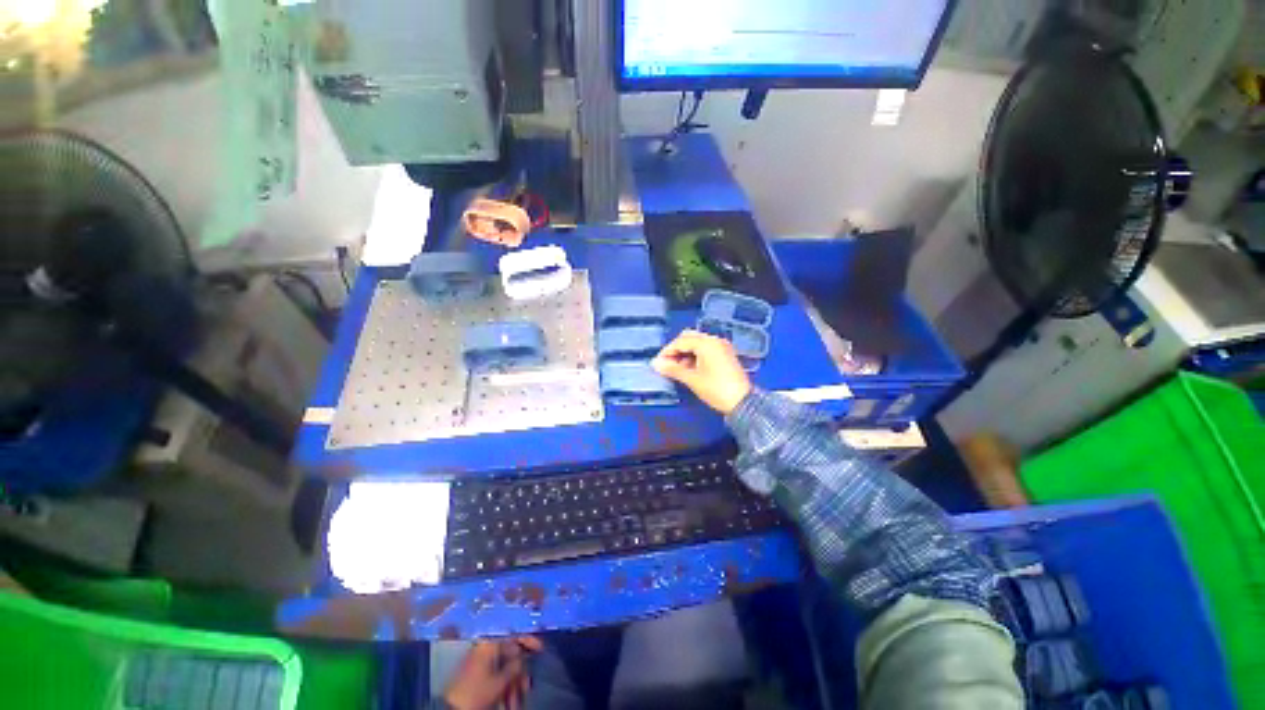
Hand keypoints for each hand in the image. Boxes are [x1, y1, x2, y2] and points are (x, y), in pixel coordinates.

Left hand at [444, 637, 542, 709]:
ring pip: (504, 667)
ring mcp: (480, 661)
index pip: (514, 633)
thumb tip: (525, 656)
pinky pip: (496, 675)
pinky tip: (509, 702)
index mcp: (490, 643)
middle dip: (520, 672)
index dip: (529, 639)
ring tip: (517, 702)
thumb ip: (515, 665)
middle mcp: (485, 647)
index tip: (541, 649)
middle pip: (510, 653)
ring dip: (513, 684)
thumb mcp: (500, 681)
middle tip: (528, 687)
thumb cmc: (476, 692)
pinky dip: (504, 687)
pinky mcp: (476, 674)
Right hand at [652, 330, 752, 414]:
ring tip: (678, 369)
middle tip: (667, 364)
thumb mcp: (692, 379)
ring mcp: (721, 347)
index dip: (667, 351)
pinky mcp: (725, 355)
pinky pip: (706, 349)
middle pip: (689, 338)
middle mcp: (714, 340)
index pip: (680, 341)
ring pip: (697, 343)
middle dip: (676, 349)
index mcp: (706, 343)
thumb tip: (655, 364)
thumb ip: (673, 369)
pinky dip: (695, 356)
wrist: (743, 403)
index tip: (658, 363)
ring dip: (685, 353)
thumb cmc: (716, 389)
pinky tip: (690, 369)